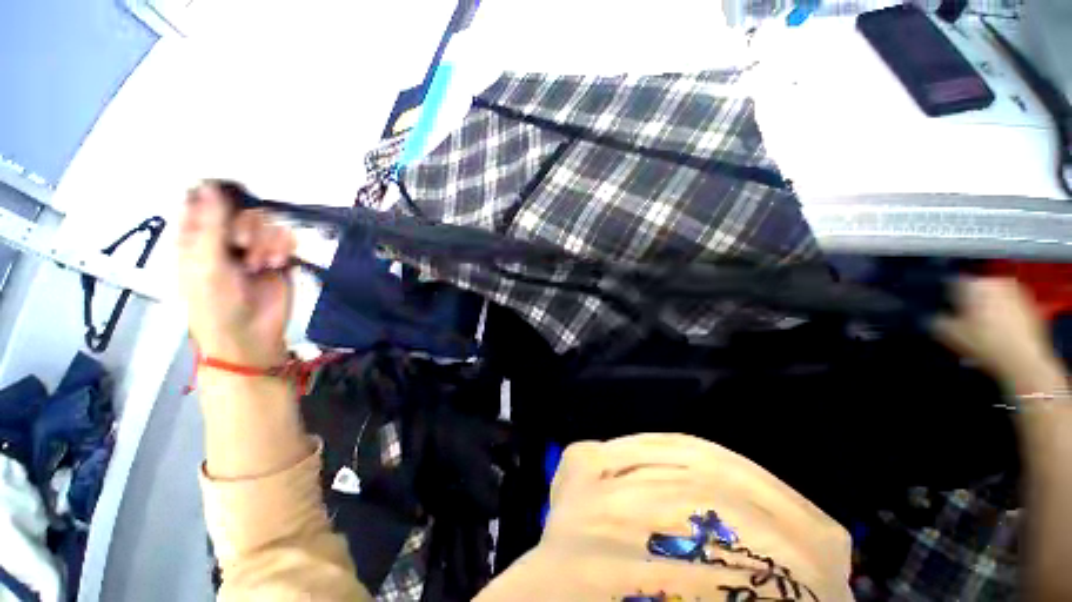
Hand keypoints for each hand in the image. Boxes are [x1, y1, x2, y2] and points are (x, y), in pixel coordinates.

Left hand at [178, 181, 295, 366]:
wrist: (251, 333)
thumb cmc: (216, 303)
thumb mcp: (206, 263)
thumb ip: (211, 224)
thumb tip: (211, 185)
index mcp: (196, 236)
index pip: (203, 202)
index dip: (215, 194)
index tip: (230, 194)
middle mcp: (225, 238)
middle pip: (240, 209)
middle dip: (246, 226)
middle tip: (243, 244)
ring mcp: (254, 248)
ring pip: (266, 222)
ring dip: (266, 242)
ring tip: (260, 264)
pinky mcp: (279, 257)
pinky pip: (286, 238)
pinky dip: (284, 249)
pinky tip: (277, 264)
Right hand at [935, 277, 1060, 389]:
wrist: (1023, 361)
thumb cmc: (984, 343)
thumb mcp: (948, 334)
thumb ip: (936, 320)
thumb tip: (933, 317)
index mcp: (974, 283)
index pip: (951, 283)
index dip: (945, 298)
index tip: (944, 311)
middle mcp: (997, 281)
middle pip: (976, 289)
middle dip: (970, 301)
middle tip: (964, 320)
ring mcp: (1018, 293)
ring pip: (995, 298)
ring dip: (987, 308)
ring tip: (982, 328)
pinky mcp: (1032, 307)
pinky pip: (1010, 307)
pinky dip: (1003, 316)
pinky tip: (999, 333)